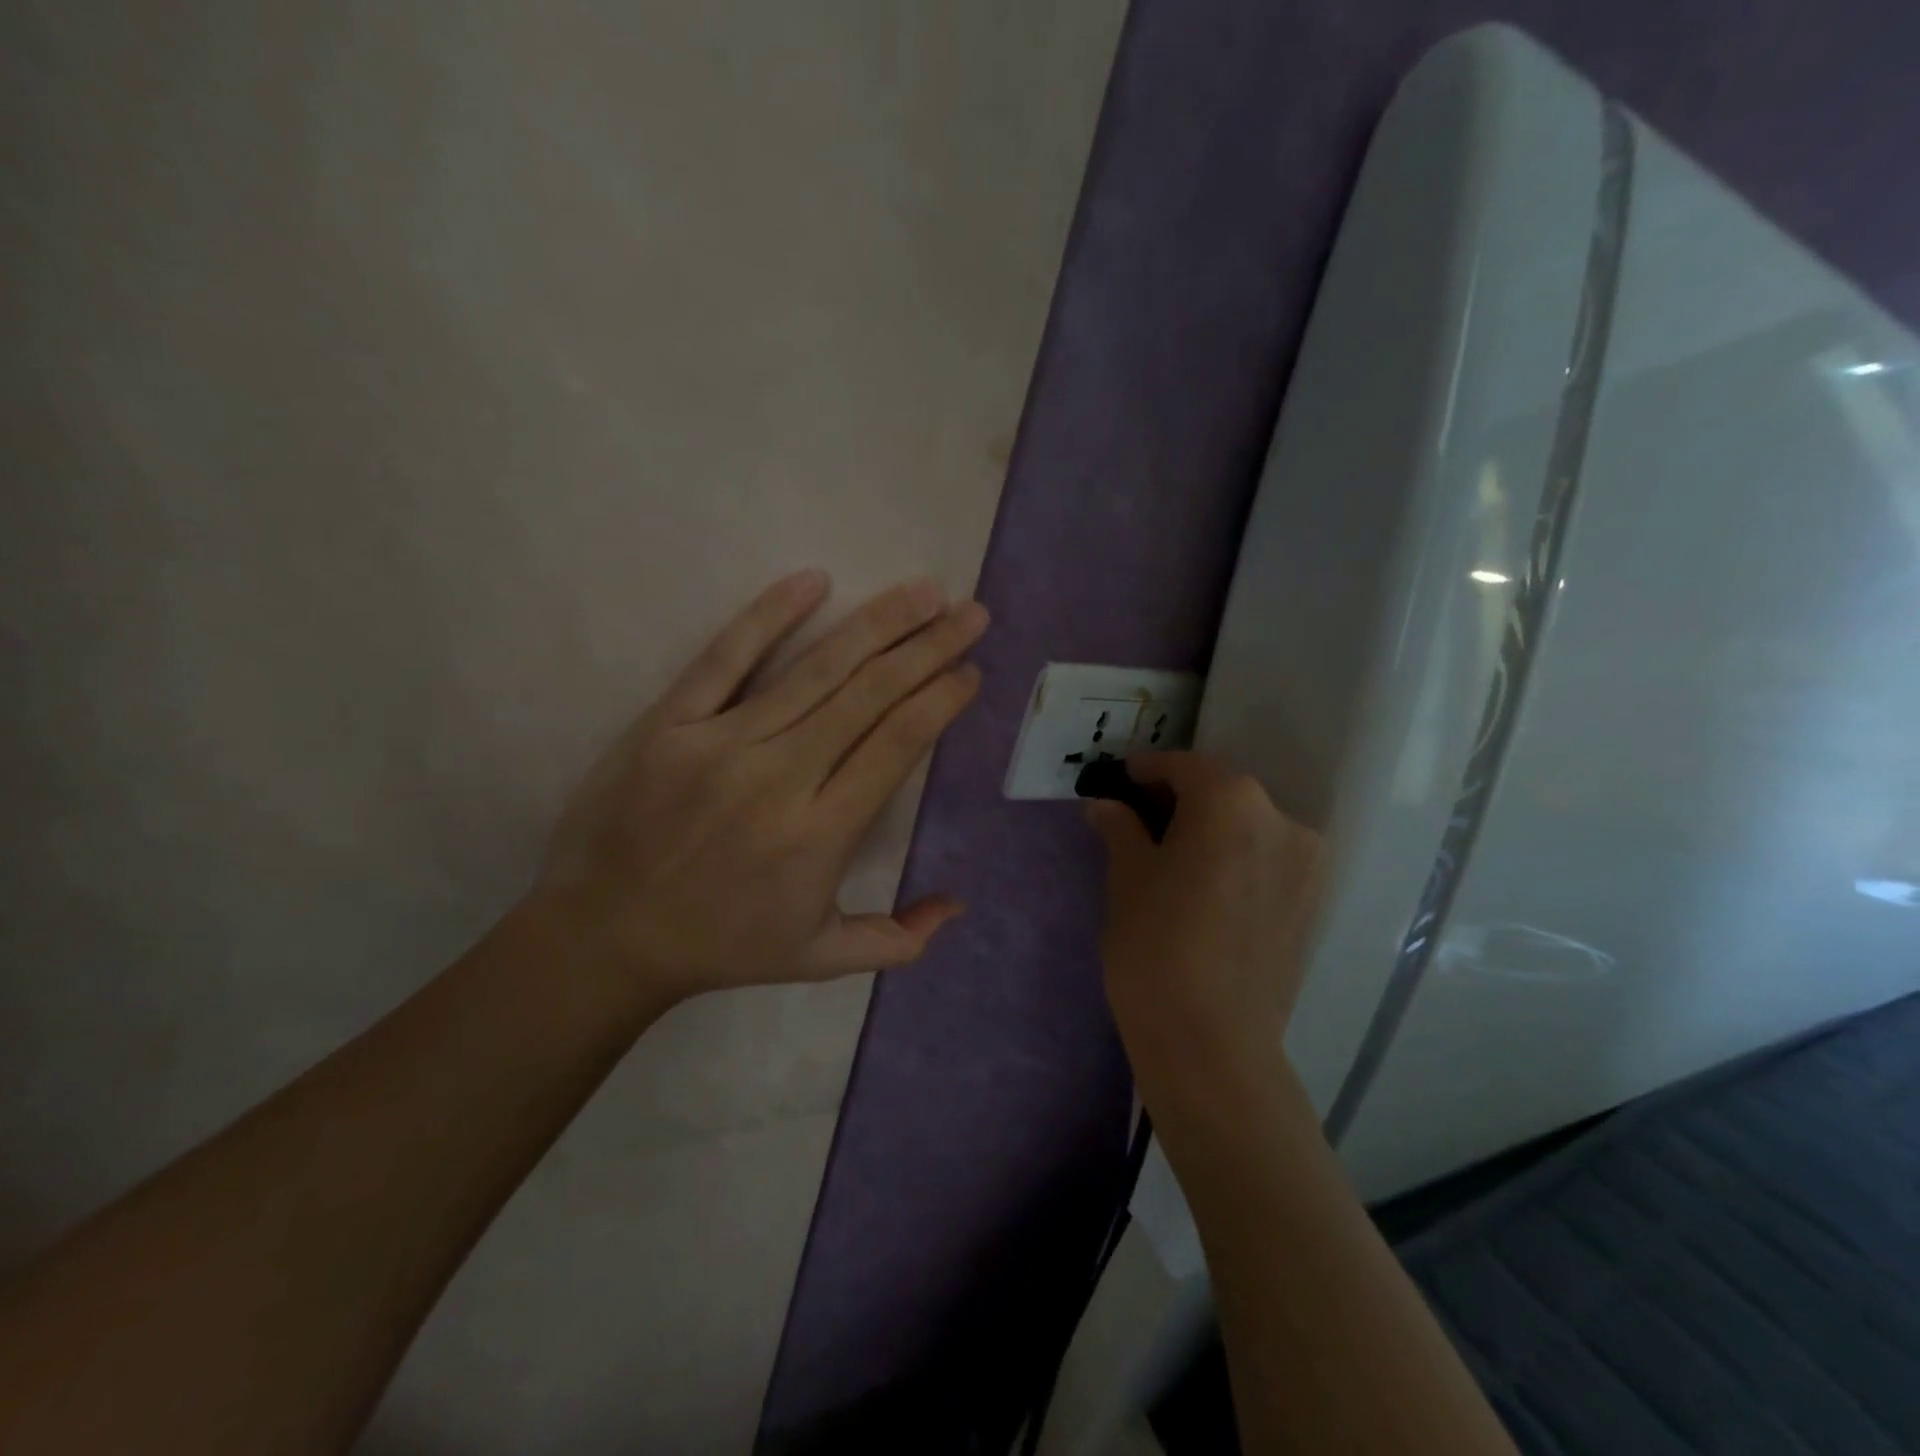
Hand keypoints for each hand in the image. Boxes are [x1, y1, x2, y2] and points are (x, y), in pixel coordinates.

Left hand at [530, 570, 985, 1005]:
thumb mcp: (819, 959)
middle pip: (870, 695)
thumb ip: (898, 938)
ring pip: (815, 670)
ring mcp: (721, 743)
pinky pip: (725, 658)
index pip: (898, 744)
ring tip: (924, 591)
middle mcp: (780, 777)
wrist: (604, 937)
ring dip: (877, 624)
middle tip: (971, 612)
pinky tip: (813, 580)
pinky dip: (769, 615)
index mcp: (820, 833)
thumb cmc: (721, 947)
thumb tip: (959, 903)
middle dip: (929, 647)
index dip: (941, 699)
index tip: (971, 670)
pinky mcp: (670, 722)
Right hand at [1086, 753, 1322, 1106]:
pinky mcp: (1313, 903)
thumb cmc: (1156, 947)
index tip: (1120, 780)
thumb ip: (1121, 828)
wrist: (1212, 1044)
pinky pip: (1266, 859)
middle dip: (1178, 800)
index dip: (1147, 771)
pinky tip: (1203, 886)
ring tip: (1169, 856)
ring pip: (1246, 827)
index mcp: (1232, 802)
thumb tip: (1105, 804)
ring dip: (1208, 830)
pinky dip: (1234, 858)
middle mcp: (1281, 819)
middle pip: (1221, 793)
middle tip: (1137, 819)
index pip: (1185, 766)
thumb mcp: (1127, 877)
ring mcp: (1306, 863)